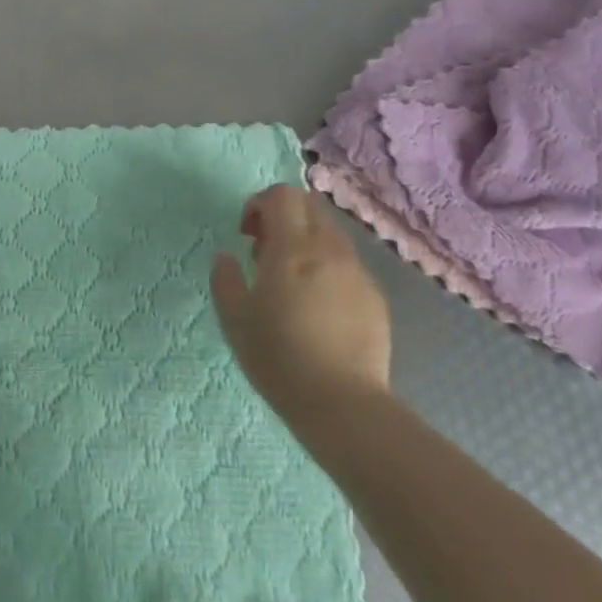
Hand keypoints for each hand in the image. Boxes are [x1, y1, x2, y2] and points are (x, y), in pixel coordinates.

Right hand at [210, 185, 390, 419]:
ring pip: (330, 233)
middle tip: (265, 251)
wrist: (343, 406)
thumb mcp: (235, 320)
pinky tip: (318, 305)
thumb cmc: (280, 358)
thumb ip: (226, 279)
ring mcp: (357, 272)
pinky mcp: (375, 296)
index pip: (282, 195)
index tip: (247, 233)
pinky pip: (347, 263)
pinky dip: (327, 266)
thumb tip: (226, 256)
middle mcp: (329, 249)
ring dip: (306, 240)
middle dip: (284, 216)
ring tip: (291, 280)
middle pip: (309, 206)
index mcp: (293, 248)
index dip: (260, 203)